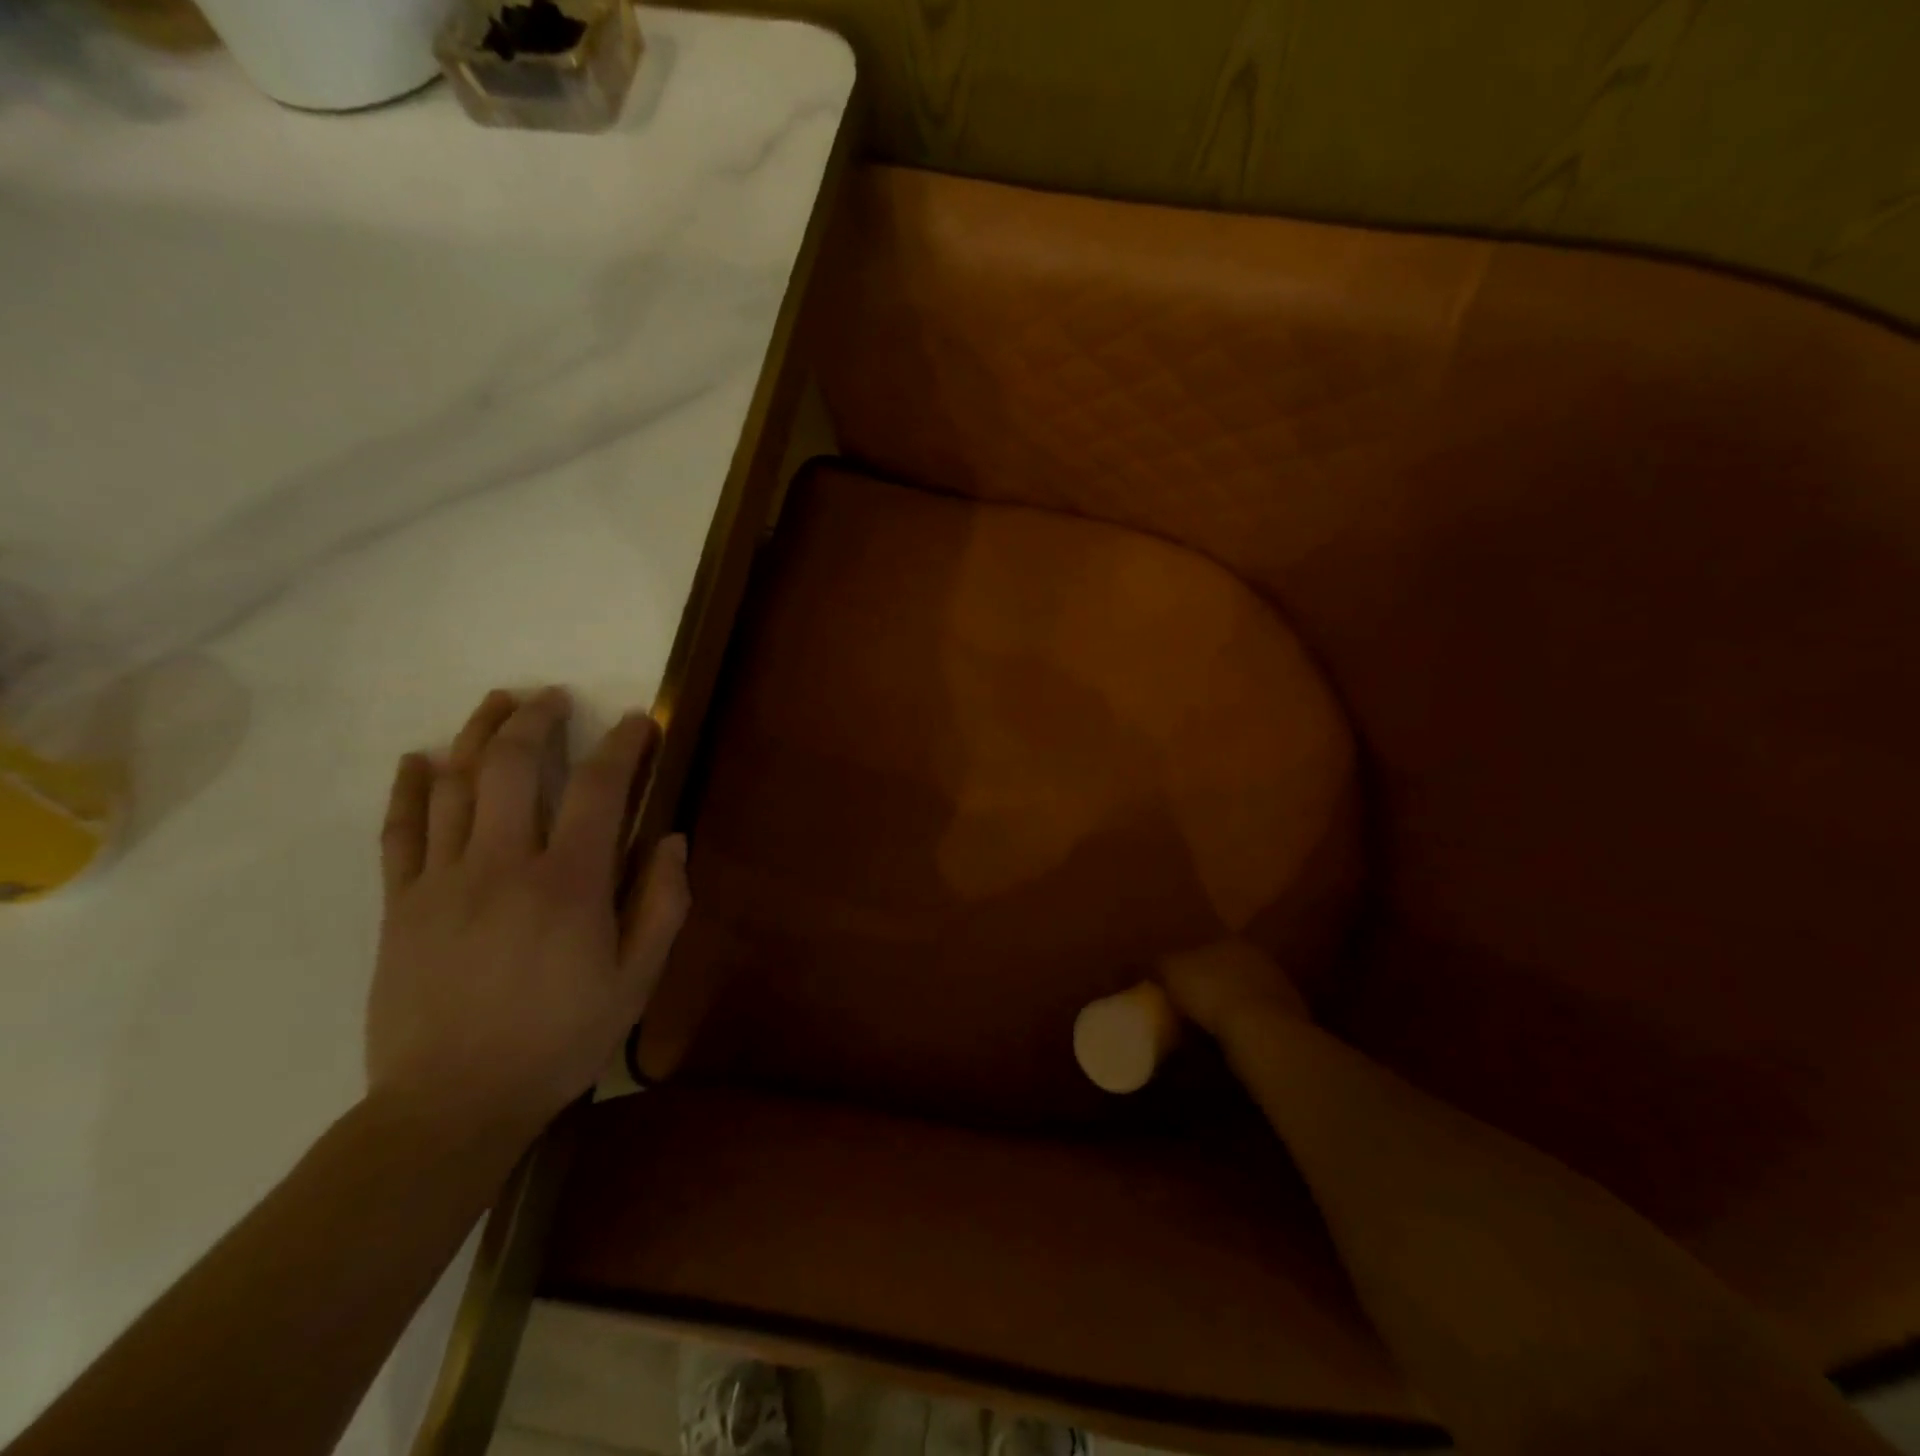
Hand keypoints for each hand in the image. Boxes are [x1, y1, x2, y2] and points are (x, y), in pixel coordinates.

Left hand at [367, 687, 690, 1141]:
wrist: (452, 1105)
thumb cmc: (560, 1040)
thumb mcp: (637, 981)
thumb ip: (662, 906)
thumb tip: (673, 841)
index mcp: (569, 884)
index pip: (599, 789)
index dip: (624, 745)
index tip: (639, 721)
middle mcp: (503, 865)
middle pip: (512, 766)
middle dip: (536, 719)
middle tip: (555, 697)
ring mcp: (443, 880)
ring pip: (452, 783)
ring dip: (477, 733)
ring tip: (499, 703)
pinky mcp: (401, 904)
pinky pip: (399, 830)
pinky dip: (408, 786)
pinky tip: (418, 758)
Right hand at [1157, 938, 1309, 1040]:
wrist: (1262, 1032)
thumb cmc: (1211, 992)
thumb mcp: (1171, 971)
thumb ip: (1161, 963)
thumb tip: (1155, 964)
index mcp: (1230, 941)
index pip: (1204, 948)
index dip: (1187, 966)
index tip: (1173, 986)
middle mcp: (1257, 958)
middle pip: (1226, 970)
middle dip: (1210, 985)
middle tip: (1189, 1007)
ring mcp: (1279, 988)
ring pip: (1244, 994)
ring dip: (1230, 1007)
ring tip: (1208, 1029)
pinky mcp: (1291, 1019)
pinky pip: (1258, 1020)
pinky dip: (1246, 1027)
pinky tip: (1231, 1042)